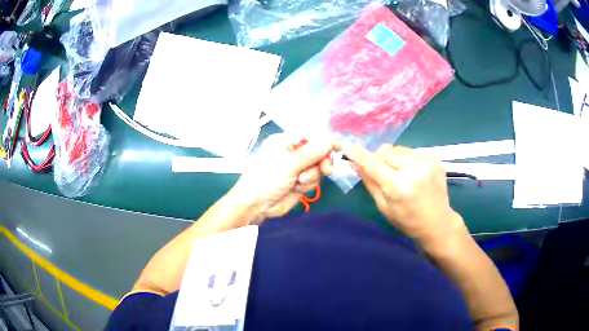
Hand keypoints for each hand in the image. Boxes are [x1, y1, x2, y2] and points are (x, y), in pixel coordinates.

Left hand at [232, 134, 336, 223]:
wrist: (256, 205)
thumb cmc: (267, 179)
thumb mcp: (289, 164)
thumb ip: (311, 153)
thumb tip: (330, 141)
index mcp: (286, 141)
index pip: (310, 136)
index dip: (324, 141)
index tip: (337, 147)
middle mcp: (293, 152)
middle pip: (318, 152)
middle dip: (321, 162)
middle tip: (326, 170)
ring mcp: (297, 168)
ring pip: (317, 167)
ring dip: (311, 176)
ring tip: (299, 182)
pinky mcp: (300, 182)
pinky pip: (314, 180)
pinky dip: (308, 185)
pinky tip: (297, 188)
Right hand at [345, 144, 467, 246]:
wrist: (438, 222)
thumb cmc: (407, 220)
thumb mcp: (384, 206)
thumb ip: (369, 182)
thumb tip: (354, 162)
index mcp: (399, 186)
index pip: (373, 163)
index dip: (359, 154)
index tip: (348, 147)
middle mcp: (414, 170)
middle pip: (386, 150)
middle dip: (379, 159)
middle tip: (382, 172)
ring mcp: (427, 162)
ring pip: (398, 149)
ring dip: (394, 158)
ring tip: (401, 174)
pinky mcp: (435, 158)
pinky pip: (412, 152)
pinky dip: (407, 160)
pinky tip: (414, 174)